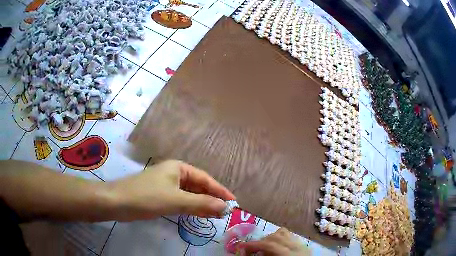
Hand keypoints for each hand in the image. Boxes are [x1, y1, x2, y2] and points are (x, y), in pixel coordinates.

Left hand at [109, 160, 235, 220]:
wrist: (117, 202)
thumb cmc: (147, 197)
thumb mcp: (176, 200)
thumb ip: (201, 203)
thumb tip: (225, 207)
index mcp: (178, 168)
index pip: (205, 179)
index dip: (220, 190)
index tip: (234, 202)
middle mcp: (174, 173)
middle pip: (198, 186)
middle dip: (212, 198)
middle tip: (226, 212)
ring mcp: (166, 185)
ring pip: (190, 194)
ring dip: (202, 204)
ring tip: (216, 215)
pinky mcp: (160, 195)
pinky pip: (181, 200)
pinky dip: (191, 207)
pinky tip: (198, 214)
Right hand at [238, 228, 309, 255]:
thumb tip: (246, 254)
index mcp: (290, 254)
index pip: (270, 245)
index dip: (253, 245)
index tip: (240, 247)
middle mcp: (298, 246)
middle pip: (276, 236)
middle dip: (260, 242)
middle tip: (249, 250)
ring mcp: (302, 244)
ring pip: (283, 233)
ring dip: (269, 238)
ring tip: (262, 248)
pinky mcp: (303, 245)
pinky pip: (289, 236)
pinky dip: (278, 238)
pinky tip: (274, 247)